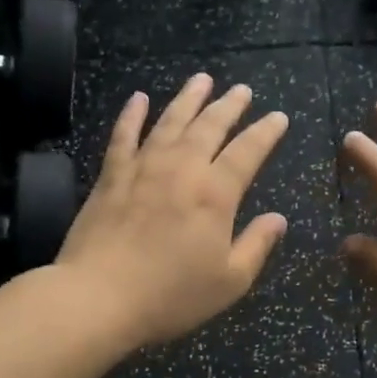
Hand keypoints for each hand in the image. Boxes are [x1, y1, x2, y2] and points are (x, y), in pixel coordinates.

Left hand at [57, 75, 289, 349]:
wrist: (97, 298)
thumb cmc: (170, 295)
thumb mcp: (228, 281)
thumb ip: (256, 246)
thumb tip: (278, 219)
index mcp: (215, 194)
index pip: (248, 151)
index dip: (265, 132)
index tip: (278, 116)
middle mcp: (182, 169)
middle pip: (210, 126)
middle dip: (229, 105)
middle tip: (242, 89)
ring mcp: (143, 168)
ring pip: (170, 121)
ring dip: (188, 98)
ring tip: (202, 79)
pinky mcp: (111, 176)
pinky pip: (124, 135)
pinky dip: (132, 114)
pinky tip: (139, 98)